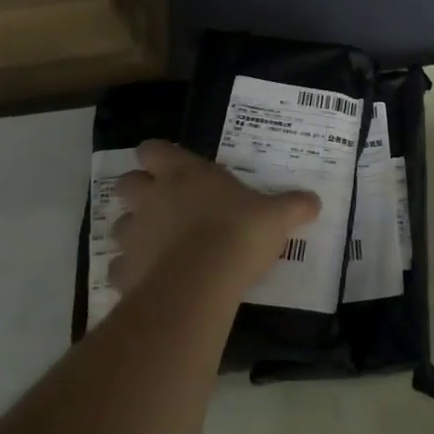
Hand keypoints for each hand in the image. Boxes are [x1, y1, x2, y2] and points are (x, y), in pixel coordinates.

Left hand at [108, 140, 319, 304]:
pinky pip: (120, 268)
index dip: (157, 156)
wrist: (201, 283)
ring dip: (134, 232)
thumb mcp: (277, 216)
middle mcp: (152, 198)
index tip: (170, 165)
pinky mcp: (124, 272)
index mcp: (184, 173)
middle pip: (126, 183)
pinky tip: (152, 280)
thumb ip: (293, 205)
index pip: (153, 150)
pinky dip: (132, 272)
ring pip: (119, 225)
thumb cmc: (239, 232)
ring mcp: (134, 235)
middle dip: (138, 191)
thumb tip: (314, 201)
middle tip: (163, 203)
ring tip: (158, 245)